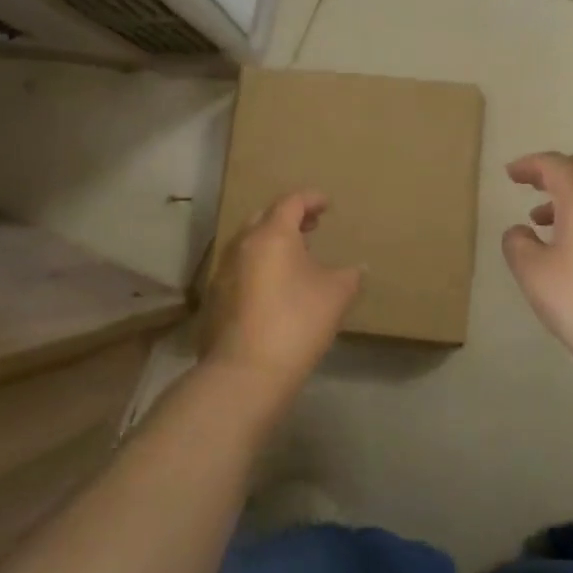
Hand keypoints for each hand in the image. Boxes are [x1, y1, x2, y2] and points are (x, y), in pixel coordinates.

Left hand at [203, 191, 360, 393]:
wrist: (245, 373)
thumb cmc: (297, 322)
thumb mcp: (337, 295)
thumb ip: (350, 274)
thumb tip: (358, 267)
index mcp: (272, 234)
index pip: (291, 202)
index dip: (311, 199)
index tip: (327, 204)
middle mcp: (242, 245)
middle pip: (265, 218)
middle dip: (289, 218)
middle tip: (311, 227)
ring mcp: (223, 272)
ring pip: (249, 244)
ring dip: (272, 243)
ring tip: (294, 258)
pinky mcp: (214, 299)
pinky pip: (240, 269)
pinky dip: (259, 266)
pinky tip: (274, 288)